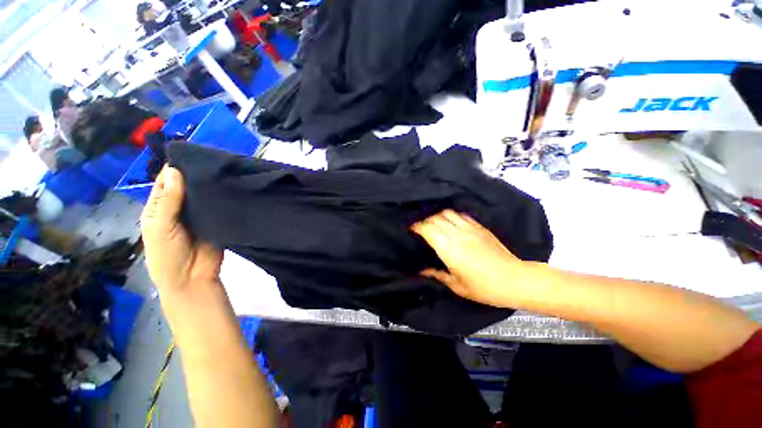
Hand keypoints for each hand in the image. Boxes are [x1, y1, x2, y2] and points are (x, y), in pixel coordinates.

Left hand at [141, 166, 222, 295]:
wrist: (193, 278)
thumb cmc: (168, 255)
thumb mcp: (160, 227)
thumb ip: (168, 201)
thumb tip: (175, 170)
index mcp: (161, 207)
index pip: (167, 182)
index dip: (176, 168)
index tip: (194, 153)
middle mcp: (180, 207)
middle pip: (188, 186)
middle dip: (198, 174)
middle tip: (216, 160)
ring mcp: (201, 213)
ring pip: (205, 194)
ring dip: (213, 185)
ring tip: (227, 170)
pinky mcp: (218, 219)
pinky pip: (220, 205)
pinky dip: (224, 197)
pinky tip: (234, 187)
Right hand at [412, 210, 540, 307]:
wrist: (515, 280)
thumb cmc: (484, 287)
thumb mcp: (457, 286)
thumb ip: (437, 275)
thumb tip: (421, 272)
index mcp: (449, 250)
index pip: (428, 229)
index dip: (417, 227)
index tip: (411, 229)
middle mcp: (457, 235)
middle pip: (435, 218)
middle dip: (425, 221)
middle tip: (421, 227)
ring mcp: (470, 229)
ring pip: (448, 213)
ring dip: (438, 216)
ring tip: (435, 223)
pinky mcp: (480, 227)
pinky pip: (462, 215)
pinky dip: (453, 216)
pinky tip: (452, 222)